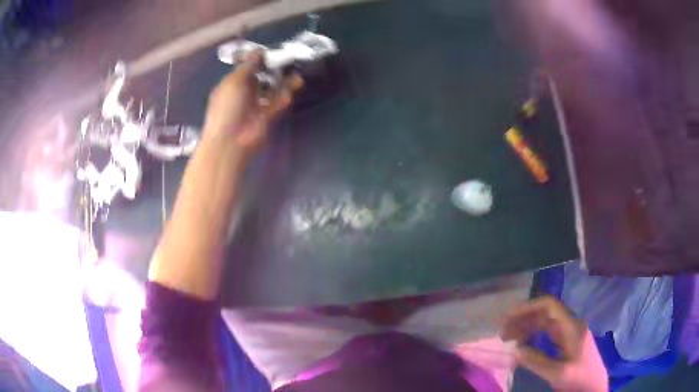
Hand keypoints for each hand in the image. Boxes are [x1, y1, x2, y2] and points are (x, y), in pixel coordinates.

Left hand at [203, 51, 302, 159]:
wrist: (231, 142)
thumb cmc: (227, 108)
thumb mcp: (234, 82)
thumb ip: (248, 66)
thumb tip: (259, 51)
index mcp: (232, 85)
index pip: (247, 68)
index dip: (259, 60)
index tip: (272, 53)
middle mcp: (244, 93)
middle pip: (263, 78)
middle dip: (275, 71)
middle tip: (289, 62)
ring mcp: (256, 106)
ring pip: (273, 90)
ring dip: (284, 83)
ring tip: (297, 78)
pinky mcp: (268, 117)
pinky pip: (278, 104)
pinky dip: (284, 98)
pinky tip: (290, 93)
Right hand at [502, 296, 607, 390]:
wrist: (594, 386)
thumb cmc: (580, 379)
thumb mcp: (558, 374)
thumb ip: (537, 362)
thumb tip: (515, 350)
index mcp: (572, 327)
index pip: (550, 306)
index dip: (528, 307)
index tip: (508, 318)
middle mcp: (571, 324)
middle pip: (546, 312)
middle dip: (524, 318)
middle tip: (504, 333)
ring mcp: (570, 331)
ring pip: (546, 321)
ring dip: (527, 326)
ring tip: (509, 338)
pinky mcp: (568, 340)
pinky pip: (548, 330)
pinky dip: (534, 333)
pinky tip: (524, 343)